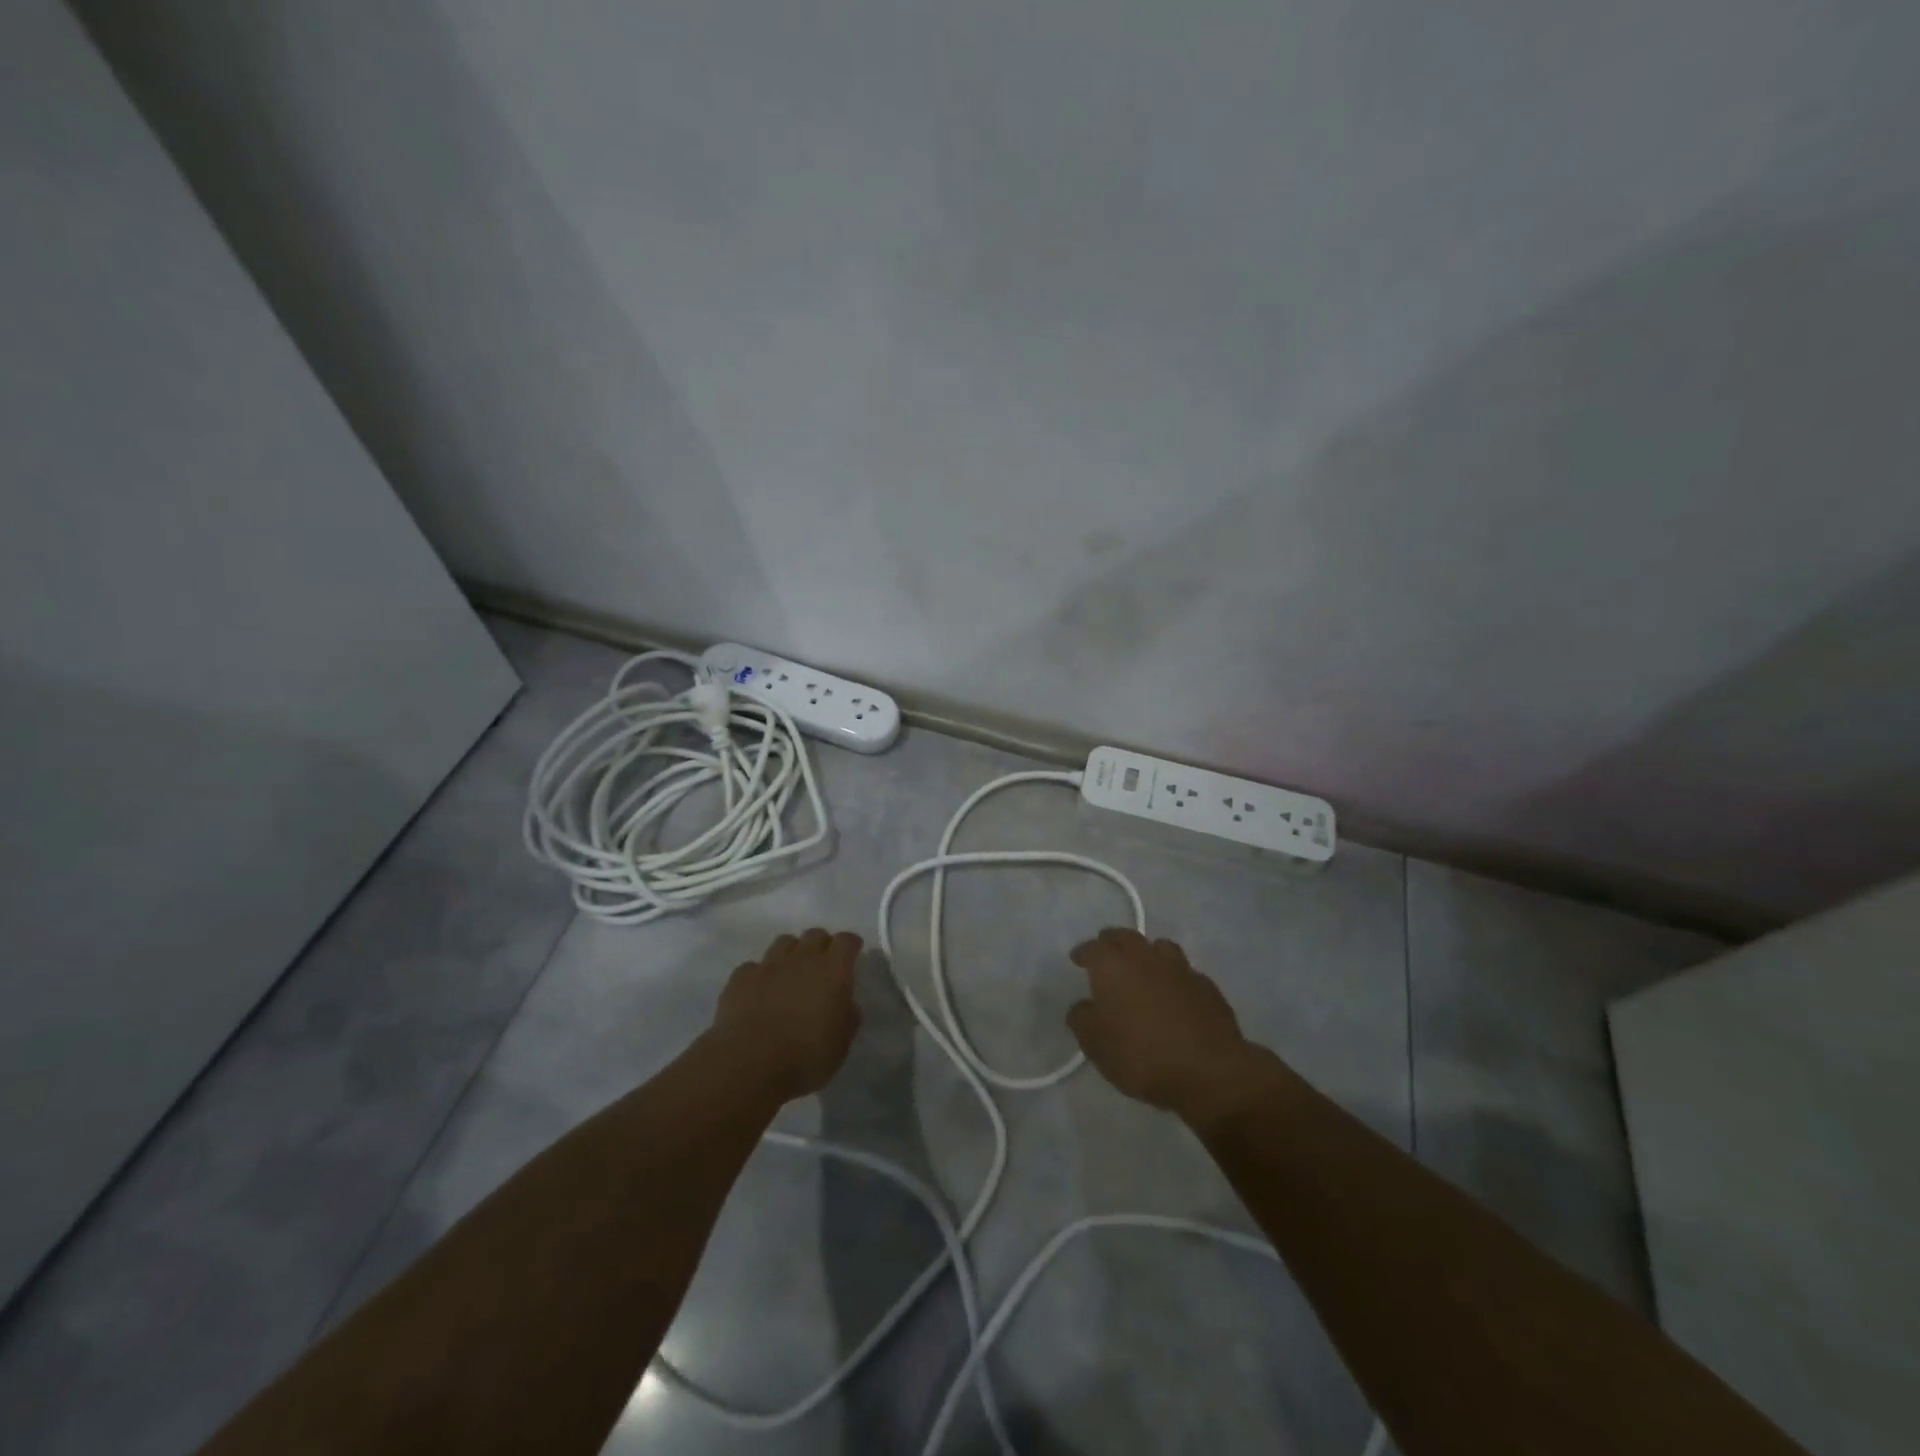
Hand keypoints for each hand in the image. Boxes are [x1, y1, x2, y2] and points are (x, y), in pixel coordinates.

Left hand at [712, 928, 862, 1099]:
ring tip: (791, 972)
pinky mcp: (740, 978)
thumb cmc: (805, 1057)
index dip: (851, 945)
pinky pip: (754, 966)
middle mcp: (802, 959)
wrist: (749, 1064)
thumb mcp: (842, 1043)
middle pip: (815, 934)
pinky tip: (760, 990)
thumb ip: (848, 1016)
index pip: (846, 941)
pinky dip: (760, 974)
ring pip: (784, 942)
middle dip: (822, 944)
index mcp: (832, 971)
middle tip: (823, 964)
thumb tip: (846, 1003)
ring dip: (792, 952)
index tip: (853, 953)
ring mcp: (768, 966)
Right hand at [1067, 928, 1268, 1126]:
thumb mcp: (1096, 1045)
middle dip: (1112, 942)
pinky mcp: (1206, 986)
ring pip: (1159, 946)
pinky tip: (1174, 993)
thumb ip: (1082, 1020)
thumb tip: (1083, 1006)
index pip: (1093, 947)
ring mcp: (1180, 969)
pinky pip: (1184, 972)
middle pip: (1125, 936)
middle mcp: (1145, 957)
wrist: (1209, 1071)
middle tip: (1106, 953)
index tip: (1077, 959)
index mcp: (1113, 966)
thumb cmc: (1142, 1056)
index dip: (1083, 952)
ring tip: (1143, 967)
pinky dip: (1174, 977)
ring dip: (1147, 952)